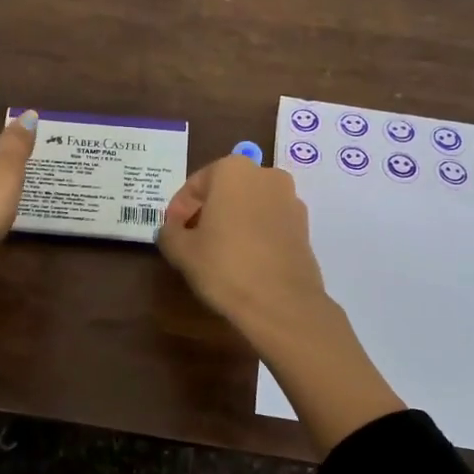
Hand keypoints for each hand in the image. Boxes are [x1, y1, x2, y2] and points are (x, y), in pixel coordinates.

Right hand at [158, 154, 330, 348]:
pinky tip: (242, 259)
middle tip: (191, 239)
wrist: (281, 303)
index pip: (195, 185)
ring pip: (249, 205)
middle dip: (207, 212)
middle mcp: (266, 175)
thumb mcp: (181, 250)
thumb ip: (169, 233)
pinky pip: (269, 223)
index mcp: (233, 170)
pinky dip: (253, 233)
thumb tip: (172, 230)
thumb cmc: (224, 266)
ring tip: (217, 251)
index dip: (178, 210)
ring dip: (231, 221)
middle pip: (225, 190)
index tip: (171, 232)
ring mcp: (290, 200)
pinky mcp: (304, 226)